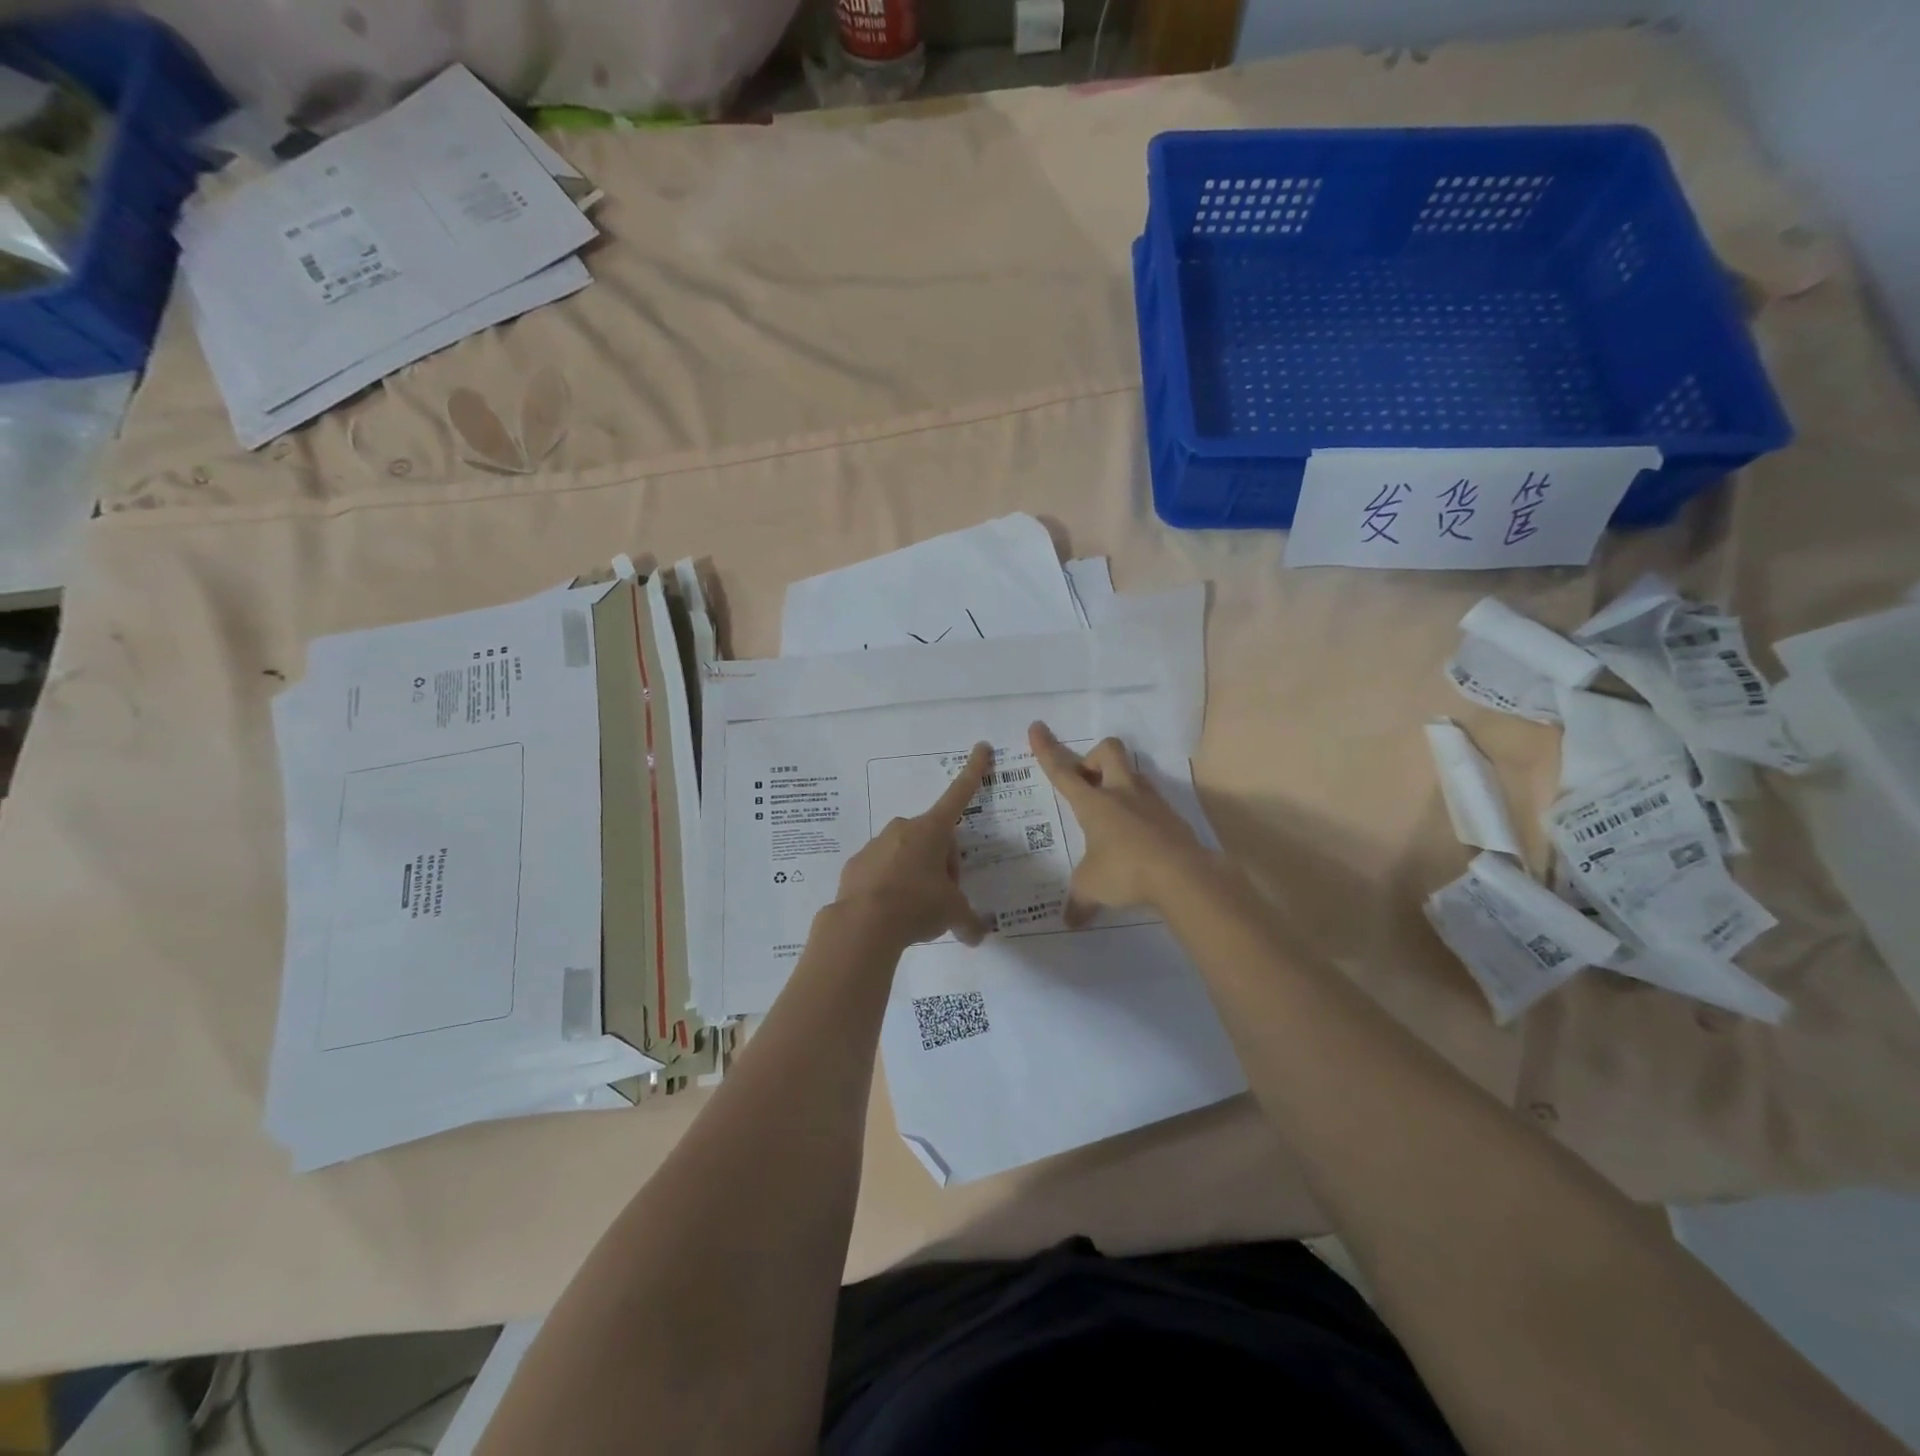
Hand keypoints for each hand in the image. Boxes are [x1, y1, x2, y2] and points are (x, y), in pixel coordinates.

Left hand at [833, 742, 994, 949]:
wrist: (862, 924)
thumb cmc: (916, 905)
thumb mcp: (952, 914)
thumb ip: (968, 921)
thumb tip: (977, 936)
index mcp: (932, 831)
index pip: (959, 795)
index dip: (973, 772)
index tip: (981, 747)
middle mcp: (903, 830)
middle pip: (933, 839)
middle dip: (943, 864)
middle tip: (945, 897)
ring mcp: (876, 845)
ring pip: (906, 855)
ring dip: (917, 875)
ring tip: (916, 910)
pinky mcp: (856, 865)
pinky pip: (882, 870)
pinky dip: (891, 886)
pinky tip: (892, 912)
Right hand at [1028, 722, 1211, 925]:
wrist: (1184, 876)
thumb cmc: (1126, 872)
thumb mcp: (1092, 887)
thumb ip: (1079, 900)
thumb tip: (1069, 920)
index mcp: (1094, 803)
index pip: (1063, 771)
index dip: (1047, 750)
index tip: (1037, 728)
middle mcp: (1122, 793)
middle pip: (1108, 751)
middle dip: (1093, 759)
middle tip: (1087, 785)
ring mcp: (1151, 801)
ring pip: (1132, 773)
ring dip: (1119, 783)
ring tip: (1112, 814)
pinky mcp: (1172, 816)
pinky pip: (1151, 801)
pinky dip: (1140, 811)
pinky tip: (1137, 837)